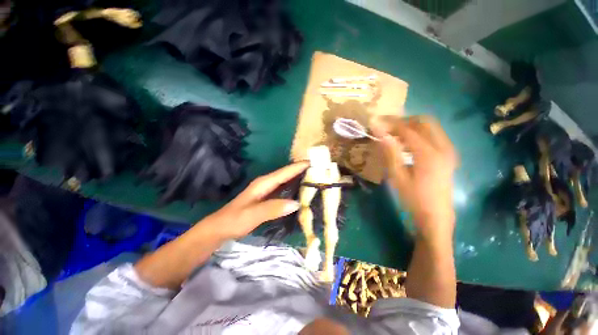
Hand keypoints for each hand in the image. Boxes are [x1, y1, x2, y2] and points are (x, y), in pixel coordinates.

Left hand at [204, 162, 308, 239]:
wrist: (220, 228)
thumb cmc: (234, 220)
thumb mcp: (253, 215)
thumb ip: (273, 208)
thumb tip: (297, 203)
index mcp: (264, 183)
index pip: (285, 172)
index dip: (299, 166)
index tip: (314, 163)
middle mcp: (267, 183)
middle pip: (287, 174)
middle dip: (302, 171)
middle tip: (319, 172)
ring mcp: (267, 191)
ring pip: (286, 182)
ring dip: (299, 180)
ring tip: (315, 181)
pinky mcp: (268, 198)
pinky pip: (284, 190)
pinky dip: (293, 189)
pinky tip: (301, 194)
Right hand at [371, 115, 457, 240]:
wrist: (435, 215)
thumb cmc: (413, 198)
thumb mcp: (397, 177)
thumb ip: (390, 152)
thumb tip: (379, 133)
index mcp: (429, 154)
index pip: (408, 130)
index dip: (391, 124)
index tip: (376, 122)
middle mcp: (443, 147)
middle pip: (424, 122)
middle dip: (403, 120)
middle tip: (386, 126)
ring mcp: (448, 150)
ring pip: (430, 127)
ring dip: (411, 126)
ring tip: (393, 134)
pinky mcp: (448, 155)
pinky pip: (433, 135)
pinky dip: (418, 134)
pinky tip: (406, 143)